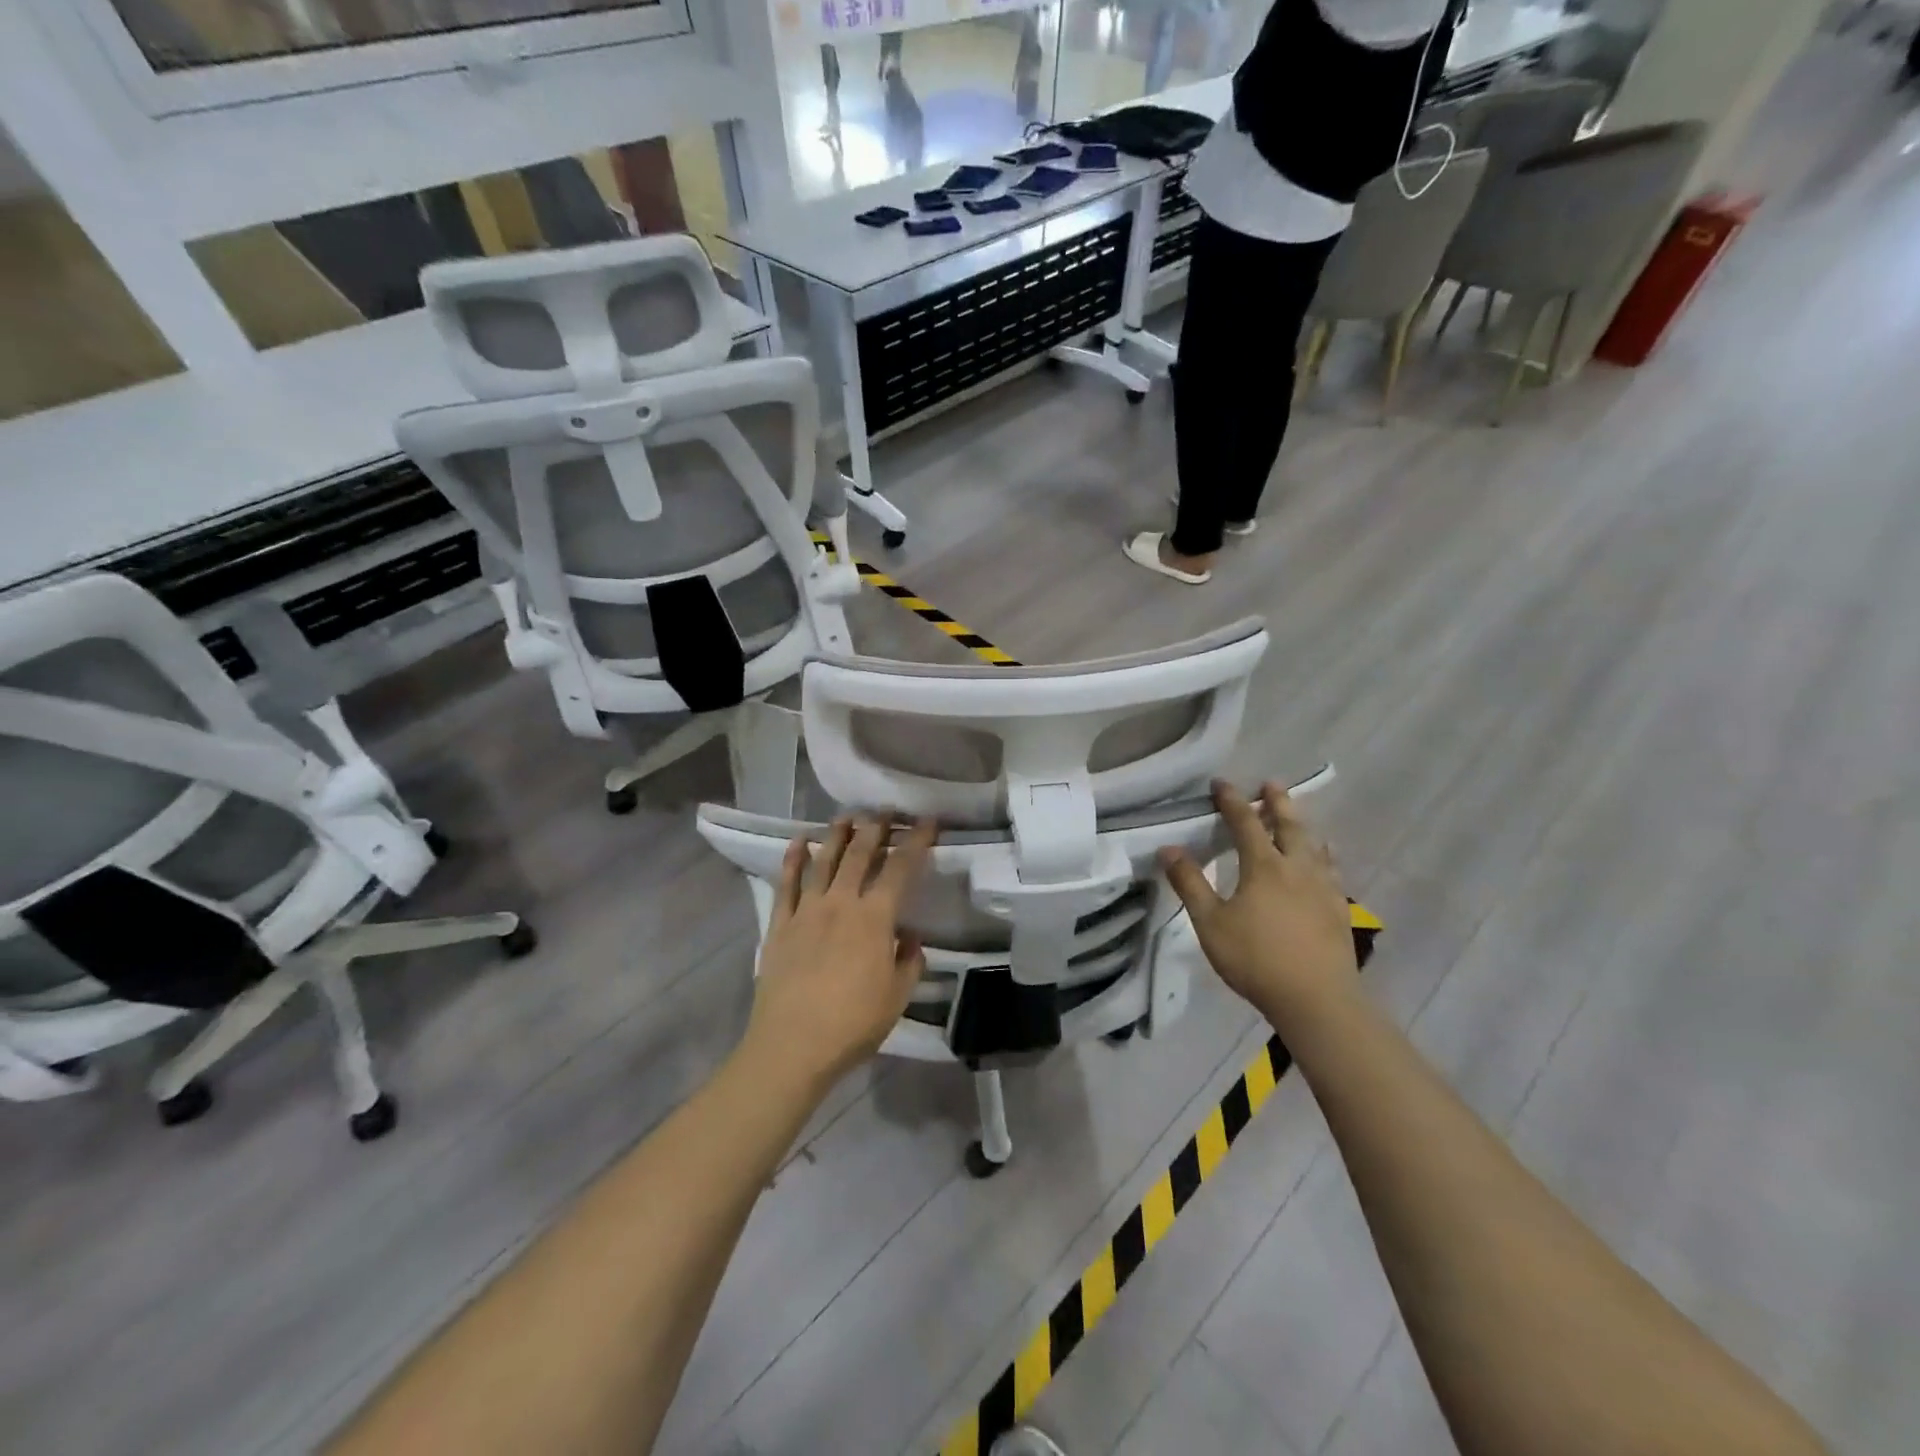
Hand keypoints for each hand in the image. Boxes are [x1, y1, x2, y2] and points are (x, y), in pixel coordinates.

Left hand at [746, 814, 936, 1091]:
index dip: (916, 841)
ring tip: (846, 817)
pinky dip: (793, 860)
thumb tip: (908, 936)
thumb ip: (908, 961)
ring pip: (823, 861)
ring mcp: (807, 911)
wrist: (792, 1046)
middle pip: (859, 855)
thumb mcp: (897, 996)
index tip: (927, 821)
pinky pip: (786, 884)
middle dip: (875, 828)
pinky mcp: (780, 925)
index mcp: (875, 918)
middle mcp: (841, 903)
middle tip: (885, 811)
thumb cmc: (853, 1024)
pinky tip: (798, 842)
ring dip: (837, 835)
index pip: (900, 868)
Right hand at [1160, 781, 1357, 1023]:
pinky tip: (1326, 863)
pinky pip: (1332, 870)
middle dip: (1277, 802)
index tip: (1221, 783)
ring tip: (1299, 817)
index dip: (1231, 800)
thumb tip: (1168, 848)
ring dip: (1303, 826)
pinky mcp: (1339, 910)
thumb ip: (1190, 884)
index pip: (1245, 822)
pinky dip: (1325, 856)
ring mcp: (1323, 888)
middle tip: (1271, 783)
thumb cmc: (1256, 959)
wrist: (1317, 999)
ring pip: (1315, 846)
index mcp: (1264, 866)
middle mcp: (1297, 868)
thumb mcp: (1210, 923)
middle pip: (1289, 826)